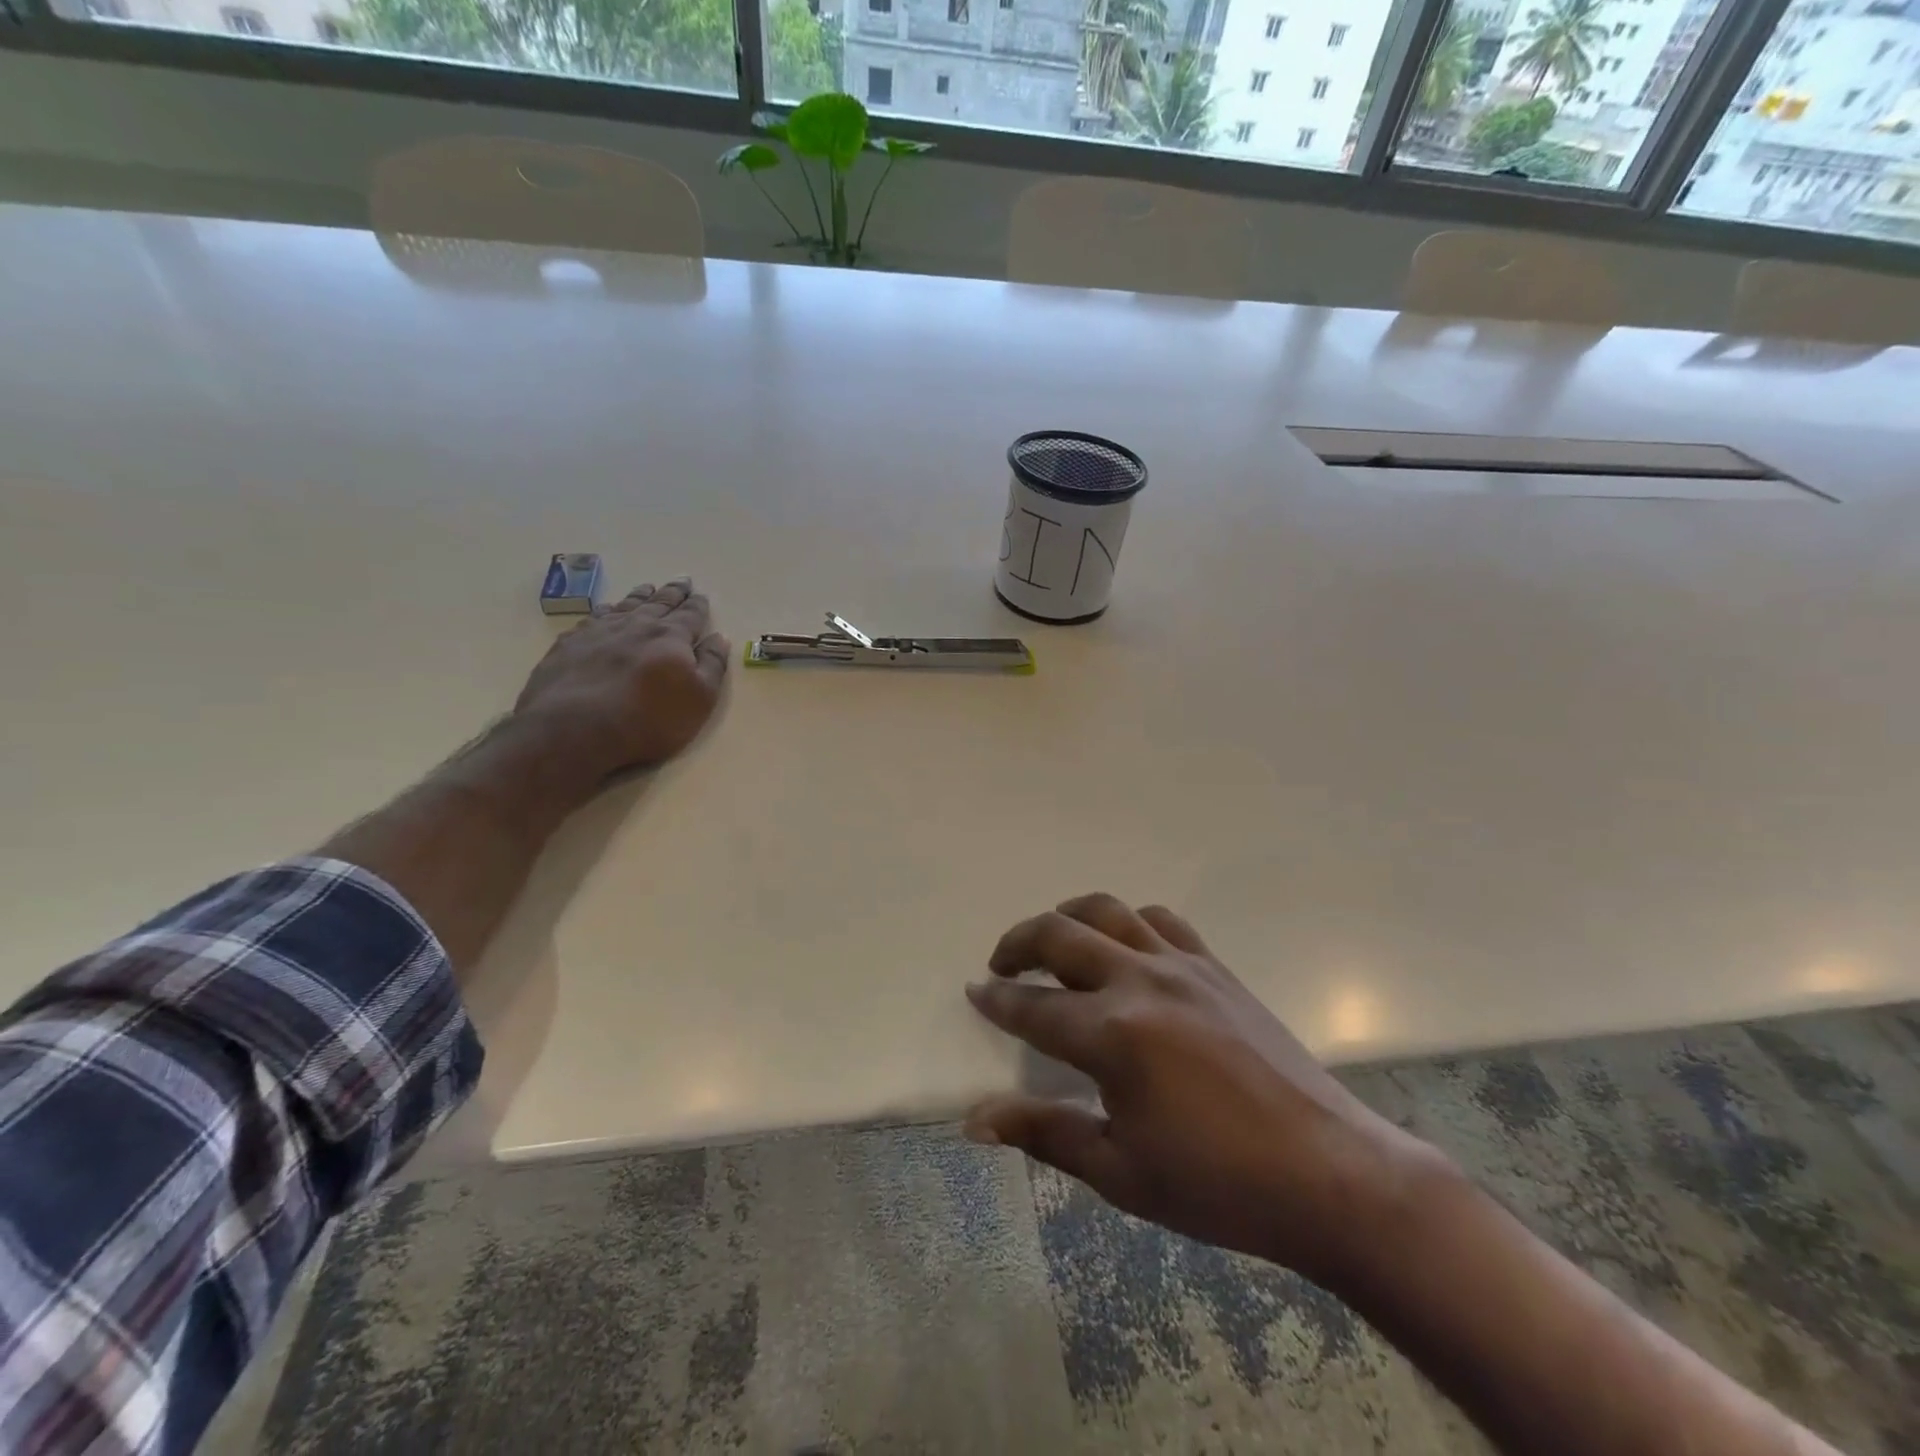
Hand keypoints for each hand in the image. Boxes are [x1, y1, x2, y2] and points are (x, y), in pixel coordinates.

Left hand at [512, 577, 729, 777]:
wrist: (574, 728)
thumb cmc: (649, 719)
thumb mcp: (699, 698)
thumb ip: (712, 665)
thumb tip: (718, 637)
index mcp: (671, 637)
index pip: (690, 615)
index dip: (698, 605)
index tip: (702, 594)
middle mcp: (637, 626)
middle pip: (659, 603)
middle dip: (673, 592)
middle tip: (682, 580)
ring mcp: (600, 632)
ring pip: (625, 606)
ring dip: (639, 596)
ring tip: (647, 588)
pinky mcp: (570, 644)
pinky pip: (593, 618)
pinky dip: (605, 611)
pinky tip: (605, 611)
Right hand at [964, 894, 1449, 1290]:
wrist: (1329, 1173)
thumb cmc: (1217, 1185)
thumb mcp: (1121, 1172)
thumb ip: (1045, 1133)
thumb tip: (975, 1120)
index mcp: (1112, 1035)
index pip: (1033, 1007)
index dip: (997, 1000)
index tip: (974, 992)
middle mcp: (1140, 982)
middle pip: (1059, 935)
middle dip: (1018, 943)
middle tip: (1000, 963)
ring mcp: (1182, 966)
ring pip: (1108, 911)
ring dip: (1069, 917)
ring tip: (1055, 942)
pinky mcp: (1215, 966)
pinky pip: (1161, 921)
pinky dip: (1130, 922)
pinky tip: (1127, 948)